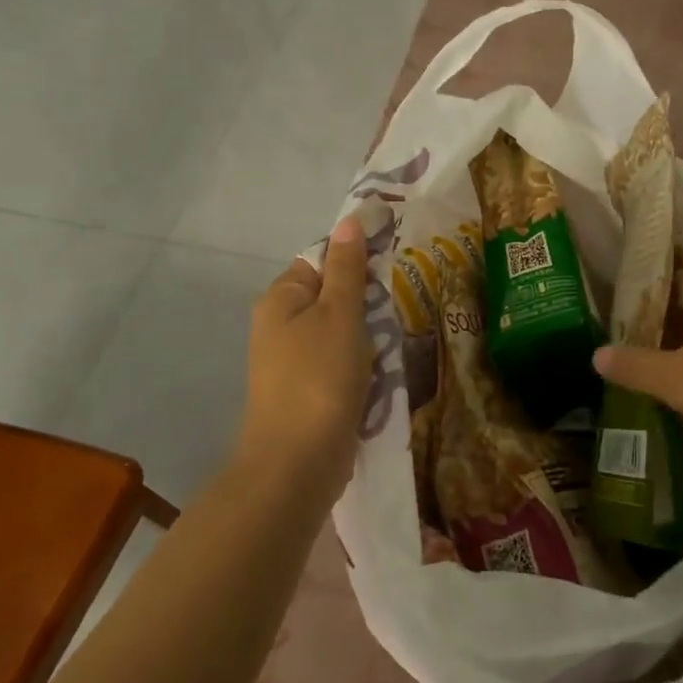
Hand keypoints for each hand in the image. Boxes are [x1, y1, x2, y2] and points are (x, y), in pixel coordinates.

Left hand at [239, 215, 374, 497]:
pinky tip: (385, 367)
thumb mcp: (340, 313)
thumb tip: (349, 220)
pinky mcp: (308, 391)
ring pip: (340, 331)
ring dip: (369, 333)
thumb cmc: (319, 376)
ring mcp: (293, 361)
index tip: (394, 262)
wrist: (297, 462)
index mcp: (281, 299)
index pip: (321, 260)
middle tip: (402, 300)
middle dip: (367, 300)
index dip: (356, 258)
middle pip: (332, 296)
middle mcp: (280, 326)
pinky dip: (362, 362)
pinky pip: (340, 362)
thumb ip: (347, 267)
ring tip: (400, 334)